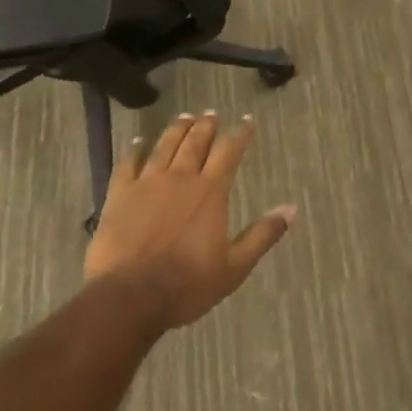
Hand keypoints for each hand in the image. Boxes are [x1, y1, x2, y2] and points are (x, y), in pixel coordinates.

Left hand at [84, 111, 295, 329]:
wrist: (130, 296)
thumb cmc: (187, 284)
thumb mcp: (235, 266)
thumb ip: (263, 234)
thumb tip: (291, 208)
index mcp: (210, 191)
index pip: (229, 152)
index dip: (240, 134)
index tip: (247, 120)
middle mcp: (180, 178)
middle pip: (195, 142)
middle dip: (206, 126)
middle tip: (211, 114)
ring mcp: (147, 184)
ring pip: (164, 146)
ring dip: (176, 130)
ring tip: (184, 117)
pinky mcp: (119, 195)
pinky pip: (127, 164)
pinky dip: (134, 149)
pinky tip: (137, 141)